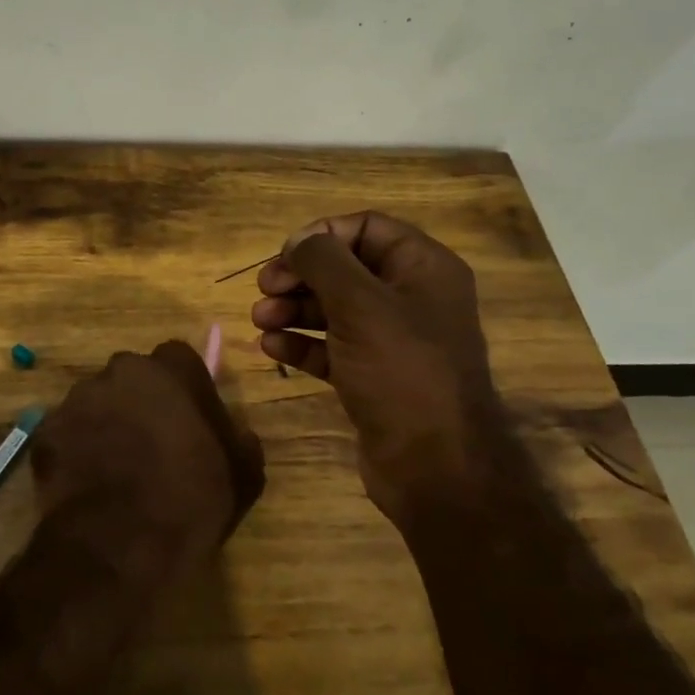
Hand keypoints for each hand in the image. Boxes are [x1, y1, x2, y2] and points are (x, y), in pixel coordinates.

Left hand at [31, 341, 264, 573]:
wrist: (120, 545)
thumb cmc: (191, 501)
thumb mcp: (243, 472)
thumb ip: (236, 437)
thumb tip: (230, 430)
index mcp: (169, 370)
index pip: (179, 360)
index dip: (185, 389)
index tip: (190, 420)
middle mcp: (118, 372)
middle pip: (132, 379)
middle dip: (141, 403)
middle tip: (153, 446)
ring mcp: (76, 400)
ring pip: (96, 405)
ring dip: (106, 426)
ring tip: (117, 471)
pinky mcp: (45, 433)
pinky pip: (66, 436)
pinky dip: (75, 453)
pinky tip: (88, 487)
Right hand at [250, 212, 507, 522]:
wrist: (434, 465)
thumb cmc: (402, 371)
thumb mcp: (361, 305)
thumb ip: (324, 262)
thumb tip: (298, 239)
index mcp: (423, 269)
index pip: (367, 228)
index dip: (322, 234)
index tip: (285, 254)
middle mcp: (410, 298)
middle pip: (344, 269)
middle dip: (300, 276)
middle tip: (264, 289)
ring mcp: (391, 341)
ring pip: (333, 310)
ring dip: (293, 310)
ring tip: (259, 321)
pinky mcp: (372, 376)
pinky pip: (331, 348)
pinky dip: (301, 344)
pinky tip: (271, 348)